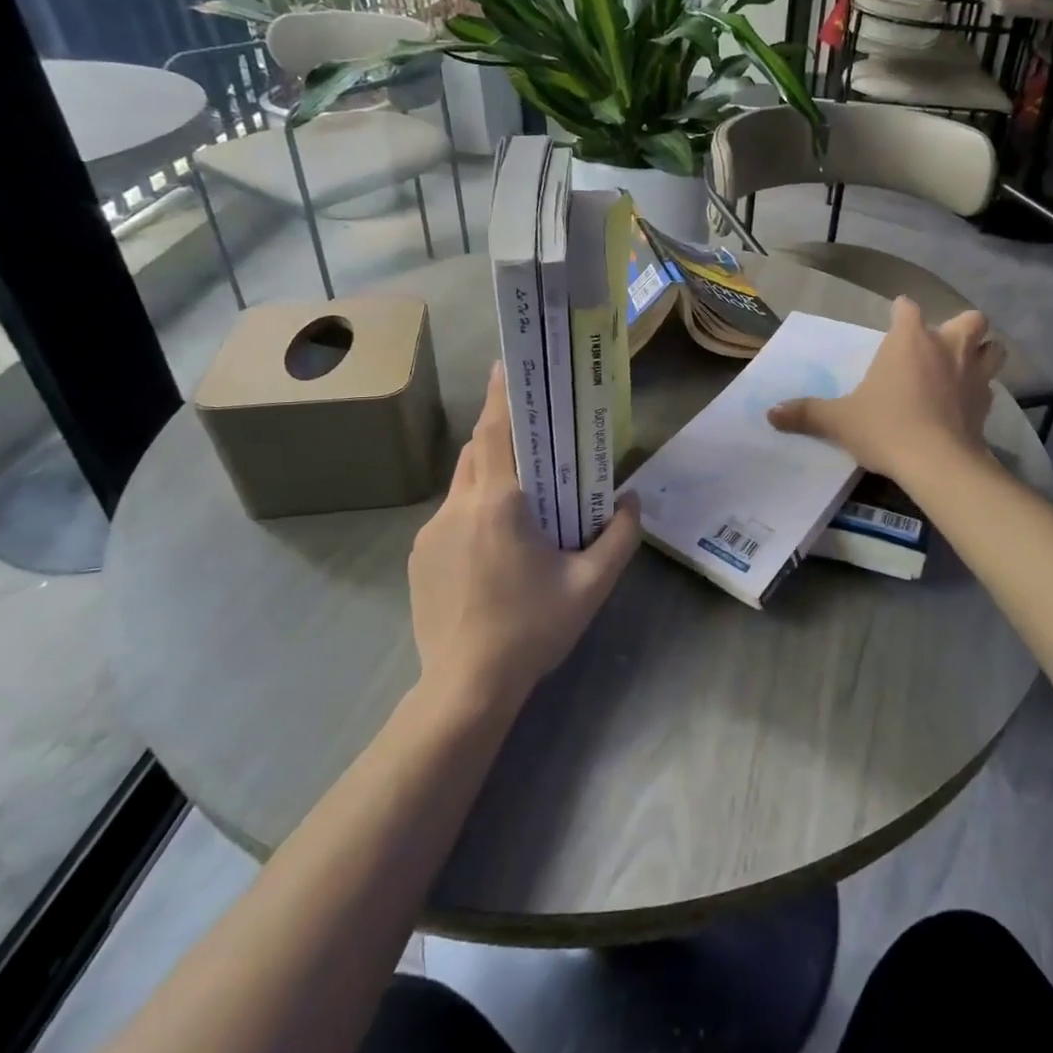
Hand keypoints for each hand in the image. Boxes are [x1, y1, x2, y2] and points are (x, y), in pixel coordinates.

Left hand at [408, 363, 641, 710]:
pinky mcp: (420, 558)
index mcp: (499, 504)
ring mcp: (431, 533)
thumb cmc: (532, 629)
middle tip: (534, 439)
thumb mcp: (591, 585)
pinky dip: (474, 512)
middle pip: (476, 452)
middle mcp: (458, 508)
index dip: (500, 395)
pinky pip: (450, 517)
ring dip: (488, 476)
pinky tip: (495, 549)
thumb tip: (632, 501)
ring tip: (520, 498)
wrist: (466, 688)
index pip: (494, 432)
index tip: (507, 365)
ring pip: (462, 484)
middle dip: (501, 436)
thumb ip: (619, 537)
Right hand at [767, 297, 1003, 482]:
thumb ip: (807, 413)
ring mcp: (973, 374)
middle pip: (969, 319)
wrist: (936, 462)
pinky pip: (990, 388)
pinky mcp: (987, 404)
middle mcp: (947, 347)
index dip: (901, 311)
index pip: (907, 308)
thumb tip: (770, 413)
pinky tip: (966, 405)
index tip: (896, 318)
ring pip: (994, 349)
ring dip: (984, 353)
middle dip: (961, 326)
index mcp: (909, 340)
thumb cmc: (885, 427)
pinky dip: (980, 391)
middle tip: (942, 346)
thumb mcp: (839, 421)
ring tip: (965, 368)